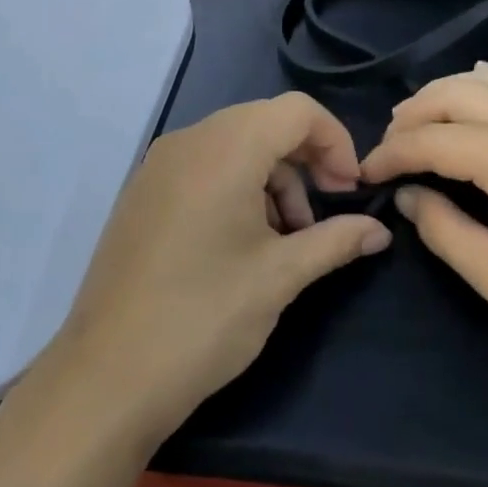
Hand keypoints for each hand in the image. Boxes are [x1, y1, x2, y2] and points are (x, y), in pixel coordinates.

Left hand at [45, 93, 391, 444]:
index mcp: (224, 148)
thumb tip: (379, 231)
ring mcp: (158, 166)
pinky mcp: (143, 193)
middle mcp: (188, 142)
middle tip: (322, 216)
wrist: (108, 376)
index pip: (296, 110)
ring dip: (272, 180)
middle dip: (305, 162)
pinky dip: (237, 187)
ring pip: (234, 146)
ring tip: (285, 240)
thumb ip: (336, 240)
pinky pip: (203, 167)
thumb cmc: (204, 317)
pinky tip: (243, 243)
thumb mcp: (280, 277)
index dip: (336, 141)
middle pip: (265, 123)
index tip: (349, 192)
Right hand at [359, 63, 487, 401]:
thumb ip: (444, 231)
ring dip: (447, 93)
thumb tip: (407, 195)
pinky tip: (482, 88)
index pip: (434, 139)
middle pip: (458, 94)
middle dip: (412, 114)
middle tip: (387, 148)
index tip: (365, 174)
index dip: (392, 153)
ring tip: (418, 120)